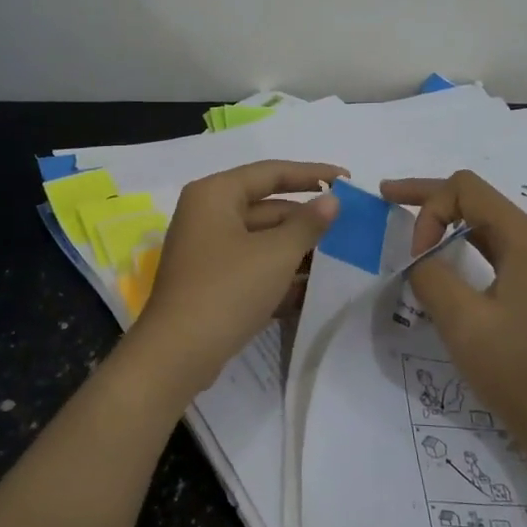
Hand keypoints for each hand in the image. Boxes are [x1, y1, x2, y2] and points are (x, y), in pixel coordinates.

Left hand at [131, 160, 344, 396]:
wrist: (177, 354)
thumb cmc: (227, 290)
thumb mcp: (275, 254)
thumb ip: (308, 224)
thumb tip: (332, 200)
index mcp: (215, 194)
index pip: (271, 172)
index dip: (313, 174)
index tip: (348, 179)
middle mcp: (206, 214)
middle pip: (266, 207)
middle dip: (306, 220)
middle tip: (348, 228)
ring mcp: (206, 250)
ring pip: (260, 239)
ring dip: (296, 249)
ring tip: (339, 258)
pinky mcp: (209, 281)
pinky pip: (251, 265)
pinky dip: (278, 272)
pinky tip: (311, 287)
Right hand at [380, 171, 526, 452]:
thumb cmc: (514, 369)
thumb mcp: (462, 321)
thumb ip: (431, 276)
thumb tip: (418, 259)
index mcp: (526, 240)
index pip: (467, 191)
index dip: (430, 209)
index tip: (415, 256)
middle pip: (476, 197)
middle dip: (429, 196)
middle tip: (385, 196)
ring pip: (482, 219)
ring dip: (443, 216)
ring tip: (405, 221)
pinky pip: (491, 244)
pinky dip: (459, 240)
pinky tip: (438, 253)